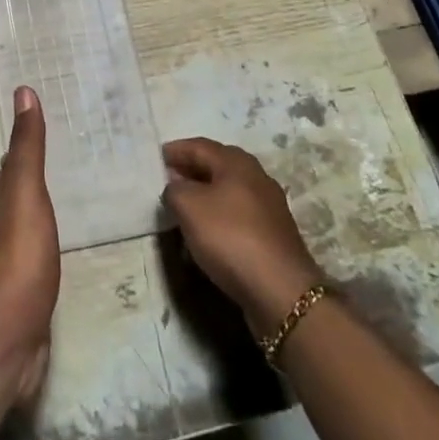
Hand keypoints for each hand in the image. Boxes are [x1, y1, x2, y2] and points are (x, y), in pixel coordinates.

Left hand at [0, 87, 59, 402]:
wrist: (11, 331)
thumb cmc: (21, 251)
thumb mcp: (26, 189)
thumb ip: (28, 145)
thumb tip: (23, 90)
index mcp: (8, 198)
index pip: (14, 162)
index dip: (23, 141)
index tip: (35, 117)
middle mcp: (9, 224)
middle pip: (20, 191)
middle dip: (32, 172)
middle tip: (57, 152)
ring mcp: (20, 261)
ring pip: (30, 222)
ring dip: (40, 207)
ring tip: (62, 194)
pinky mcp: (32, 292)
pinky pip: (42, 255)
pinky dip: (49, 243)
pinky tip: (58, 247)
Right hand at [162, 137, 324, 335]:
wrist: (282, 292)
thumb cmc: (230, 237)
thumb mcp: (188, 207)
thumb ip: (174, 189)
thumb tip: (176, 187)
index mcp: (236, 162)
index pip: (199, 146)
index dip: (175, 151)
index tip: (156, 157)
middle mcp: (256, 177)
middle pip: (216, 167)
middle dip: (191, 171)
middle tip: (167, 180)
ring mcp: (270, 207)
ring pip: (228, 192)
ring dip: (205, 196)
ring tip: (184, 208)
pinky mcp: (274, 236)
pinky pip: (238, 217)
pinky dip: (219, 218)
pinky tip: (208, 234)